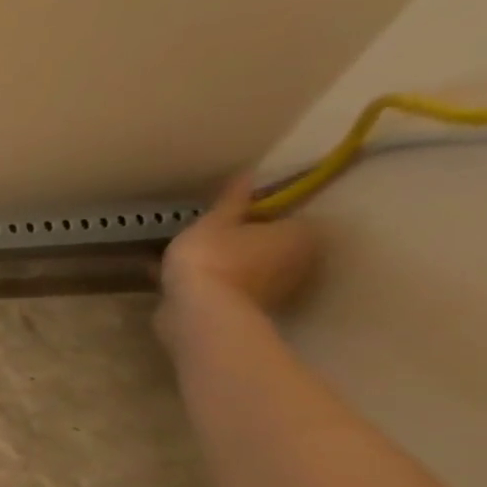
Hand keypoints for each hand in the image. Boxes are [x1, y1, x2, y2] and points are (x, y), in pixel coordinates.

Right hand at [160, 175, 319, 320]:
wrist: (201, 313)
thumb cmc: (213, 257)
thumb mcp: (214, 221)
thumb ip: (232, 200)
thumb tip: (249, 173)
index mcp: (300, 235)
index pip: (288, 217)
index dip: (260, 214)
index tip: (230, 215)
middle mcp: (301, 263)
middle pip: (273, 245)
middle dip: (246, 241)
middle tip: (210, 234)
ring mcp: (277, 291)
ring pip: (253, 269)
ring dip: (230, 264)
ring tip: (193, 257)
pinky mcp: (250, 311)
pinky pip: (233, 289)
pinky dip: (215, 283)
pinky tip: (185, 280)